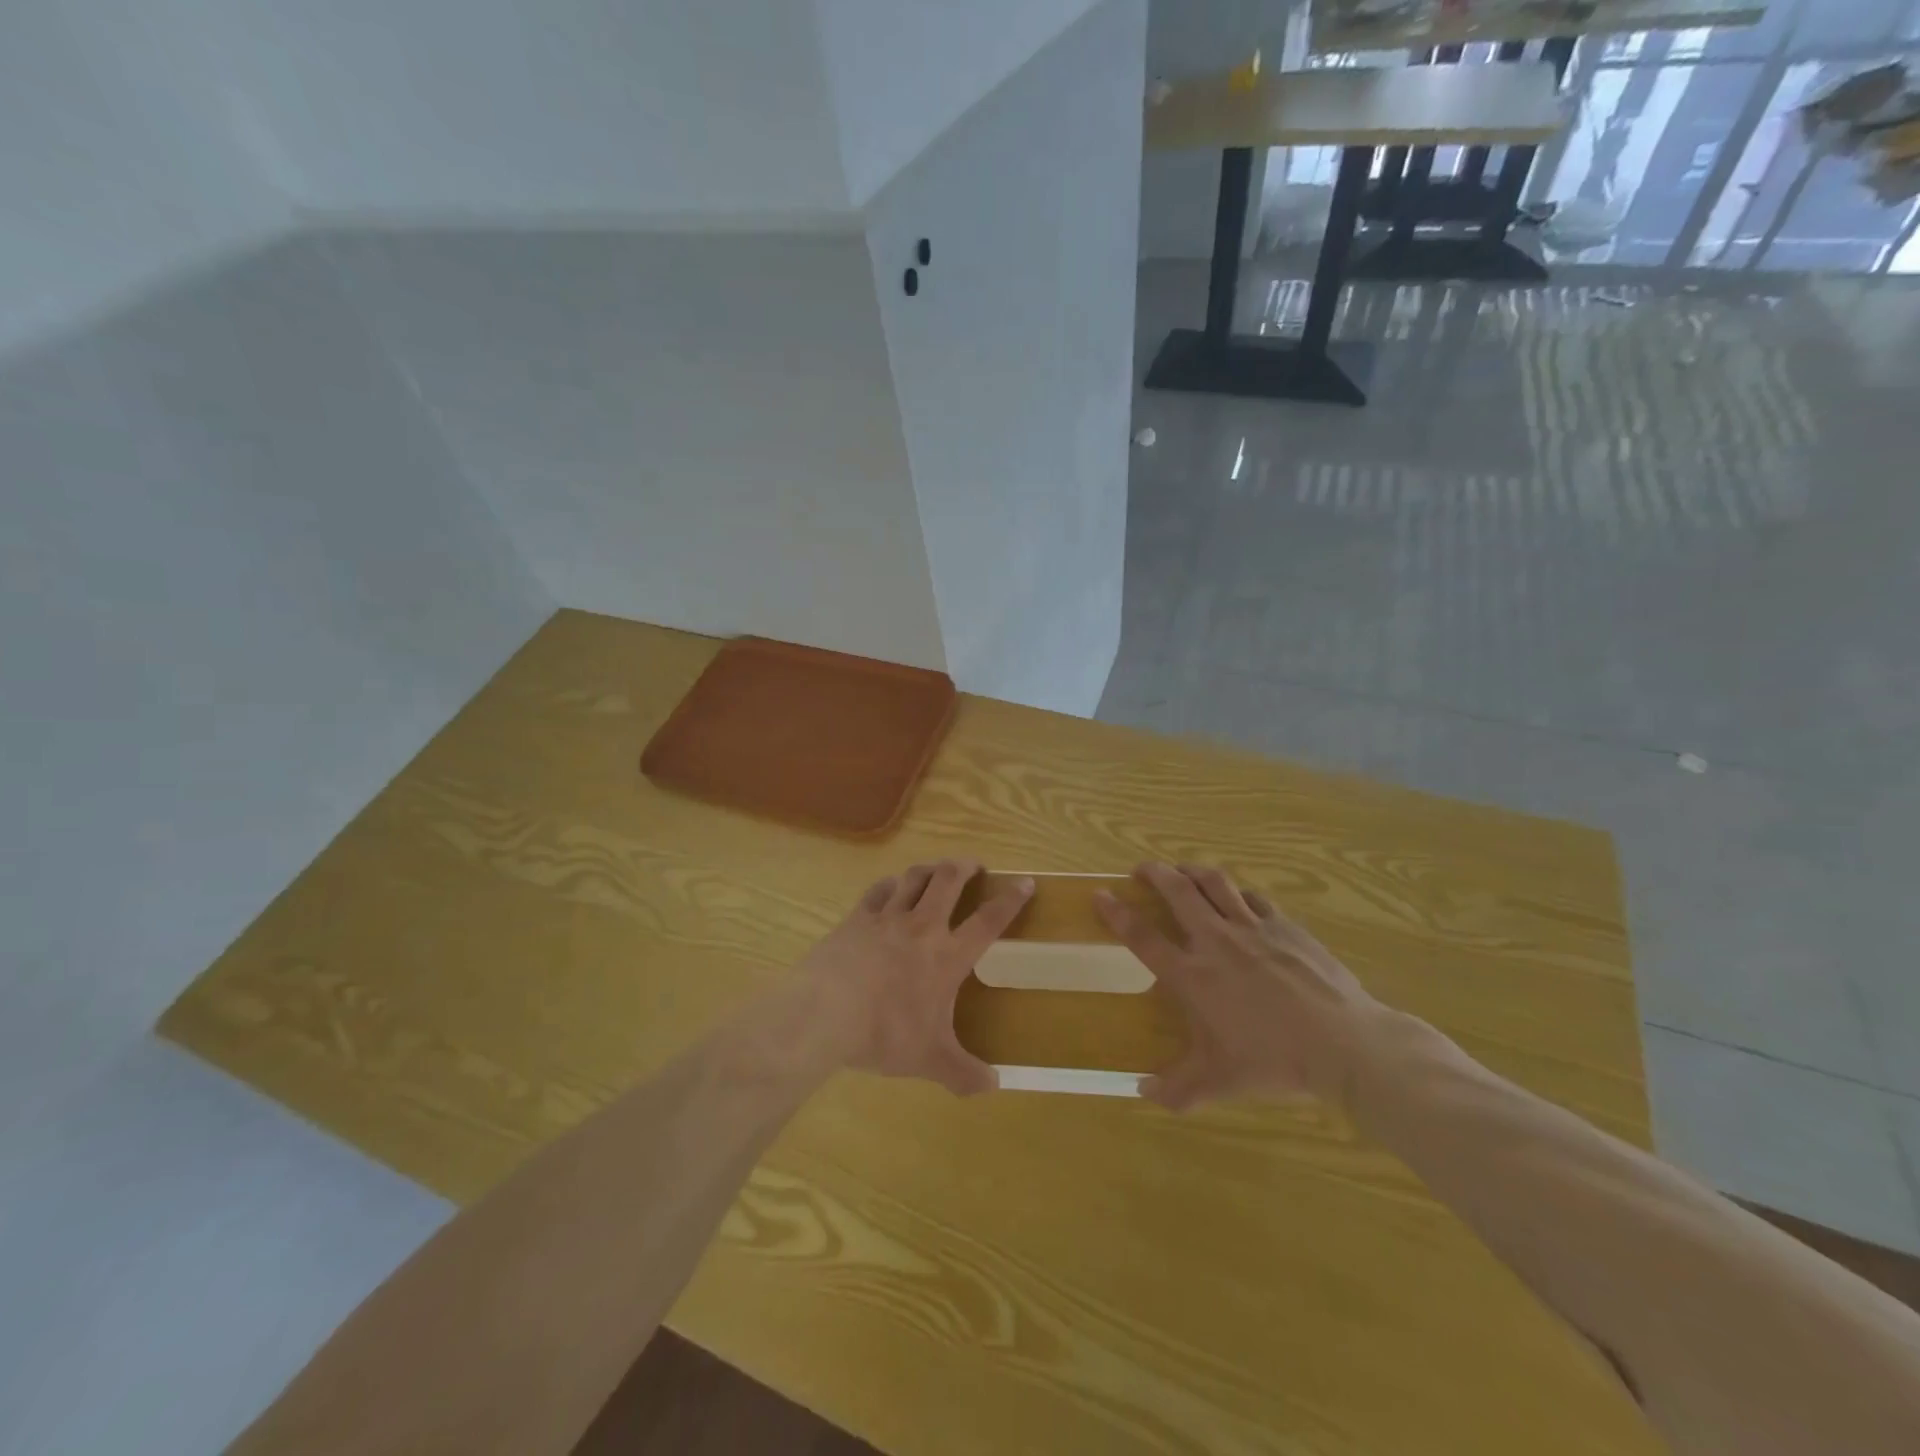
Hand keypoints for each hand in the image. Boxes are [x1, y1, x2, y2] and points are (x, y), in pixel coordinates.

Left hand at [795, 860, 1032, 1095]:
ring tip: (936, 870)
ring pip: (914, 877)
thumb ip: (964, 1074)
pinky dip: (890, 884)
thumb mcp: (930, 1060)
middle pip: (949, 880)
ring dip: (930, 869)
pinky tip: (891, 888)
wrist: (825, 1013)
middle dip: (966, 867)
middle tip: (974, 866)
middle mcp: (922, 926)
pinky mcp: (857, 918)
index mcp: (948, 956)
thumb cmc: (885, 1033)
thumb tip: (994, 1087)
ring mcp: (887, 917)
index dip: (1010, 900)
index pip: (988, 921)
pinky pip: (878, 890)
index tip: (1025, 883)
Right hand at [1095, 863, 1385, 1111]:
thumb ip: (1177, 1089)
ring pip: (1214, 883)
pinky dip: (1237, 893)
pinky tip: (1238, 898)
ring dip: (1192, 871)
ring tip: (1182, 870)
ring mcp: (1252, 927)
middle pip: (1177, 891)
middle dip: (1154, 873)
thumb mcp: (1220, 1081)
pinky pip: (1253, 898)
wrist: (1342, 1042)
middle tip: (1141, 869)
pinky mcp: (1285, 924)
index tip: (1101, 894)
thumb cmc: (1274, 1060)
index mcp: (1193, 975)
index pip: (1142, 936)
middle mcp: (1216, 941)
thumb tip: (1142, 1092)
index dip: (1117, 913)